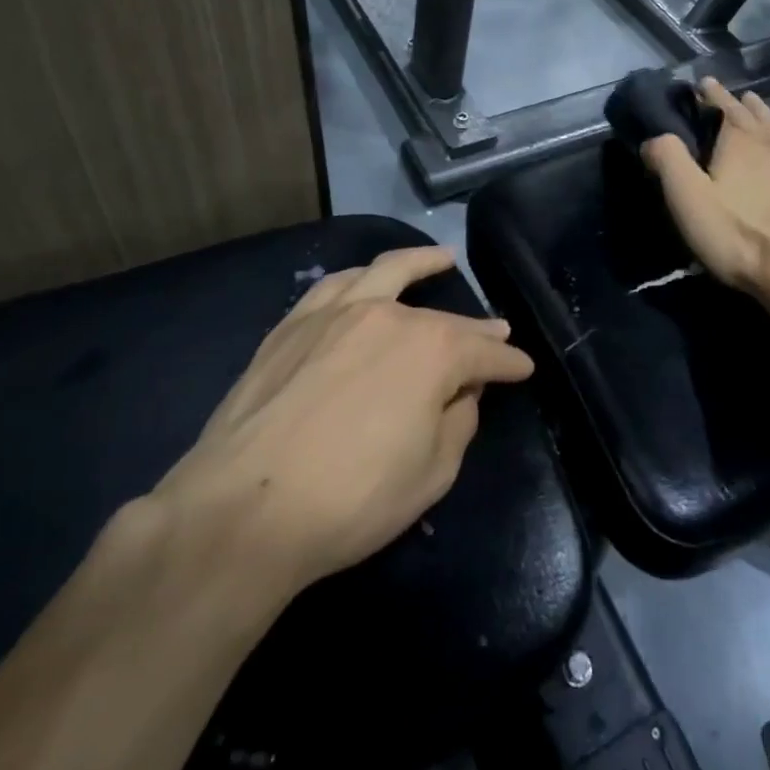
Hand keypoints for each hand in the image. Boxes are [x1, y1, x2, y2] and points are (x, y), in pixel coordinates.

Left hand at [154, 247, 532, 591]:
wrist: (245, 510)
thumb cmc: (353, 499)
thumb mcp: (433, 473)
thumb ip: (458, 422)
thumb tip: (461, 393)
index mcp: (433, 351)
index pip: (485, 353)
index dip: (509, 364)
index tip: (524, 368)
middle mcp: (389, 316)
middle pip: (444, 318)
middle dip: (478, 328)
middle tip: (497, 332)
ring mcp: (336, 313)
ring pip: (388, 272)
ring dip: (421, 263)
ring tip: (441, 258)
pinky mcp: (293, 324)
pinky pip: (335, 286)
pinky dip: (361, 276)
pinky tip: (367, 277)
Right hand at [642, 78, 769, 304]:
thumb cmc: (740, 236)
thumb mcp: (689, 201)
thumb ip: (669, 162)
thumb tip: (654, 137)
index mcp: (740, 141)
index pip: (723, 107)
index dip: (712, 94)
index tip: (704, 82)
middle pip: (754, 114)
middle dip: (739, 102)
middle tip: (732, 95)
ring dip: (767, 115)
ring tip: (758, 107)